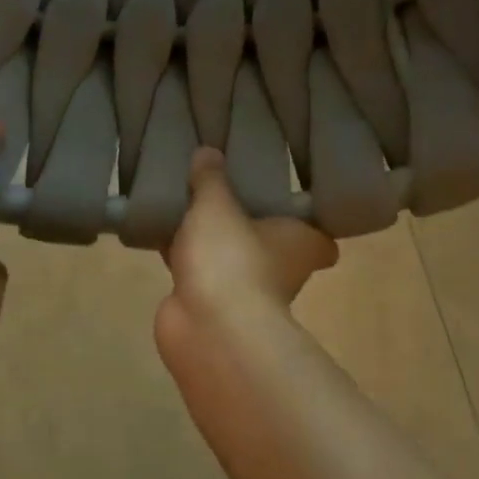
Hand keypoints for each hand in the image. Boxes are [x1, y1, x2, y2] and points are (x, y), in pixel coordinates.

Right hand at [156, 148, 335, 361]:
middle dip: (250, 225)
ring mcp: (244, 291)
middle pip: (270, 243)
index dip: (309, 221)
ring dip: (211, 240)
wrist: (207, 327)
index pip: (320, 236)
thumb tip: (209, 151)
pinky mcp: (209, 304)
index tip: (289, 199)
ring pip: (229, 256)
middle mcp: (281, 270)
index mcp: (301, 243)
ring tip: (185, 203)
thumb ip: (211, 178)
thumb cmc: (231, 258)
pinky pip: (197, 270)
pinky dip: (182, 257)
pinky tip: (159, 232)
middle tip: (227, 190)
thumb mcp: (217, 205)